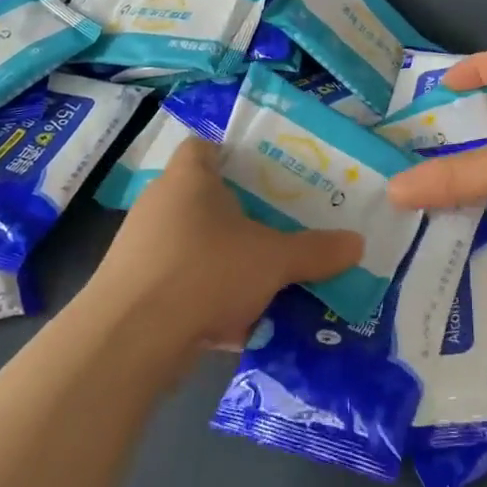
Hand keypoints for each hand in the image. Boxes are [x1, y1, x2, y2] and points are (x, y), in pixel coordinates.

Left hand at [87, 137, 363, 354]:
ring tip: (264, 280)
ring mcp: (141, 248)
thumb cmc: (205, 271)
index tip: (264, 175)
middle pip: (203, 198)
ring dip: (223, 262)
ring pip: (192, 245)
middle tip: (277, 229)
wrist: (129, 340)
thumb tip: (358, 244)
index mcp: (189, 179)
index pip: (204, 146)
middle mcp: (160, 204)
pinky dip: (204, 298)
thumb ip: (315, 251)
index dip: (231, 154)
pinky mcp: (132, 290)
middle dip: (239, 216)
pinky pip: (179, 284)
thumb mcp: (273, 260)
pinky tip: (234, 325)